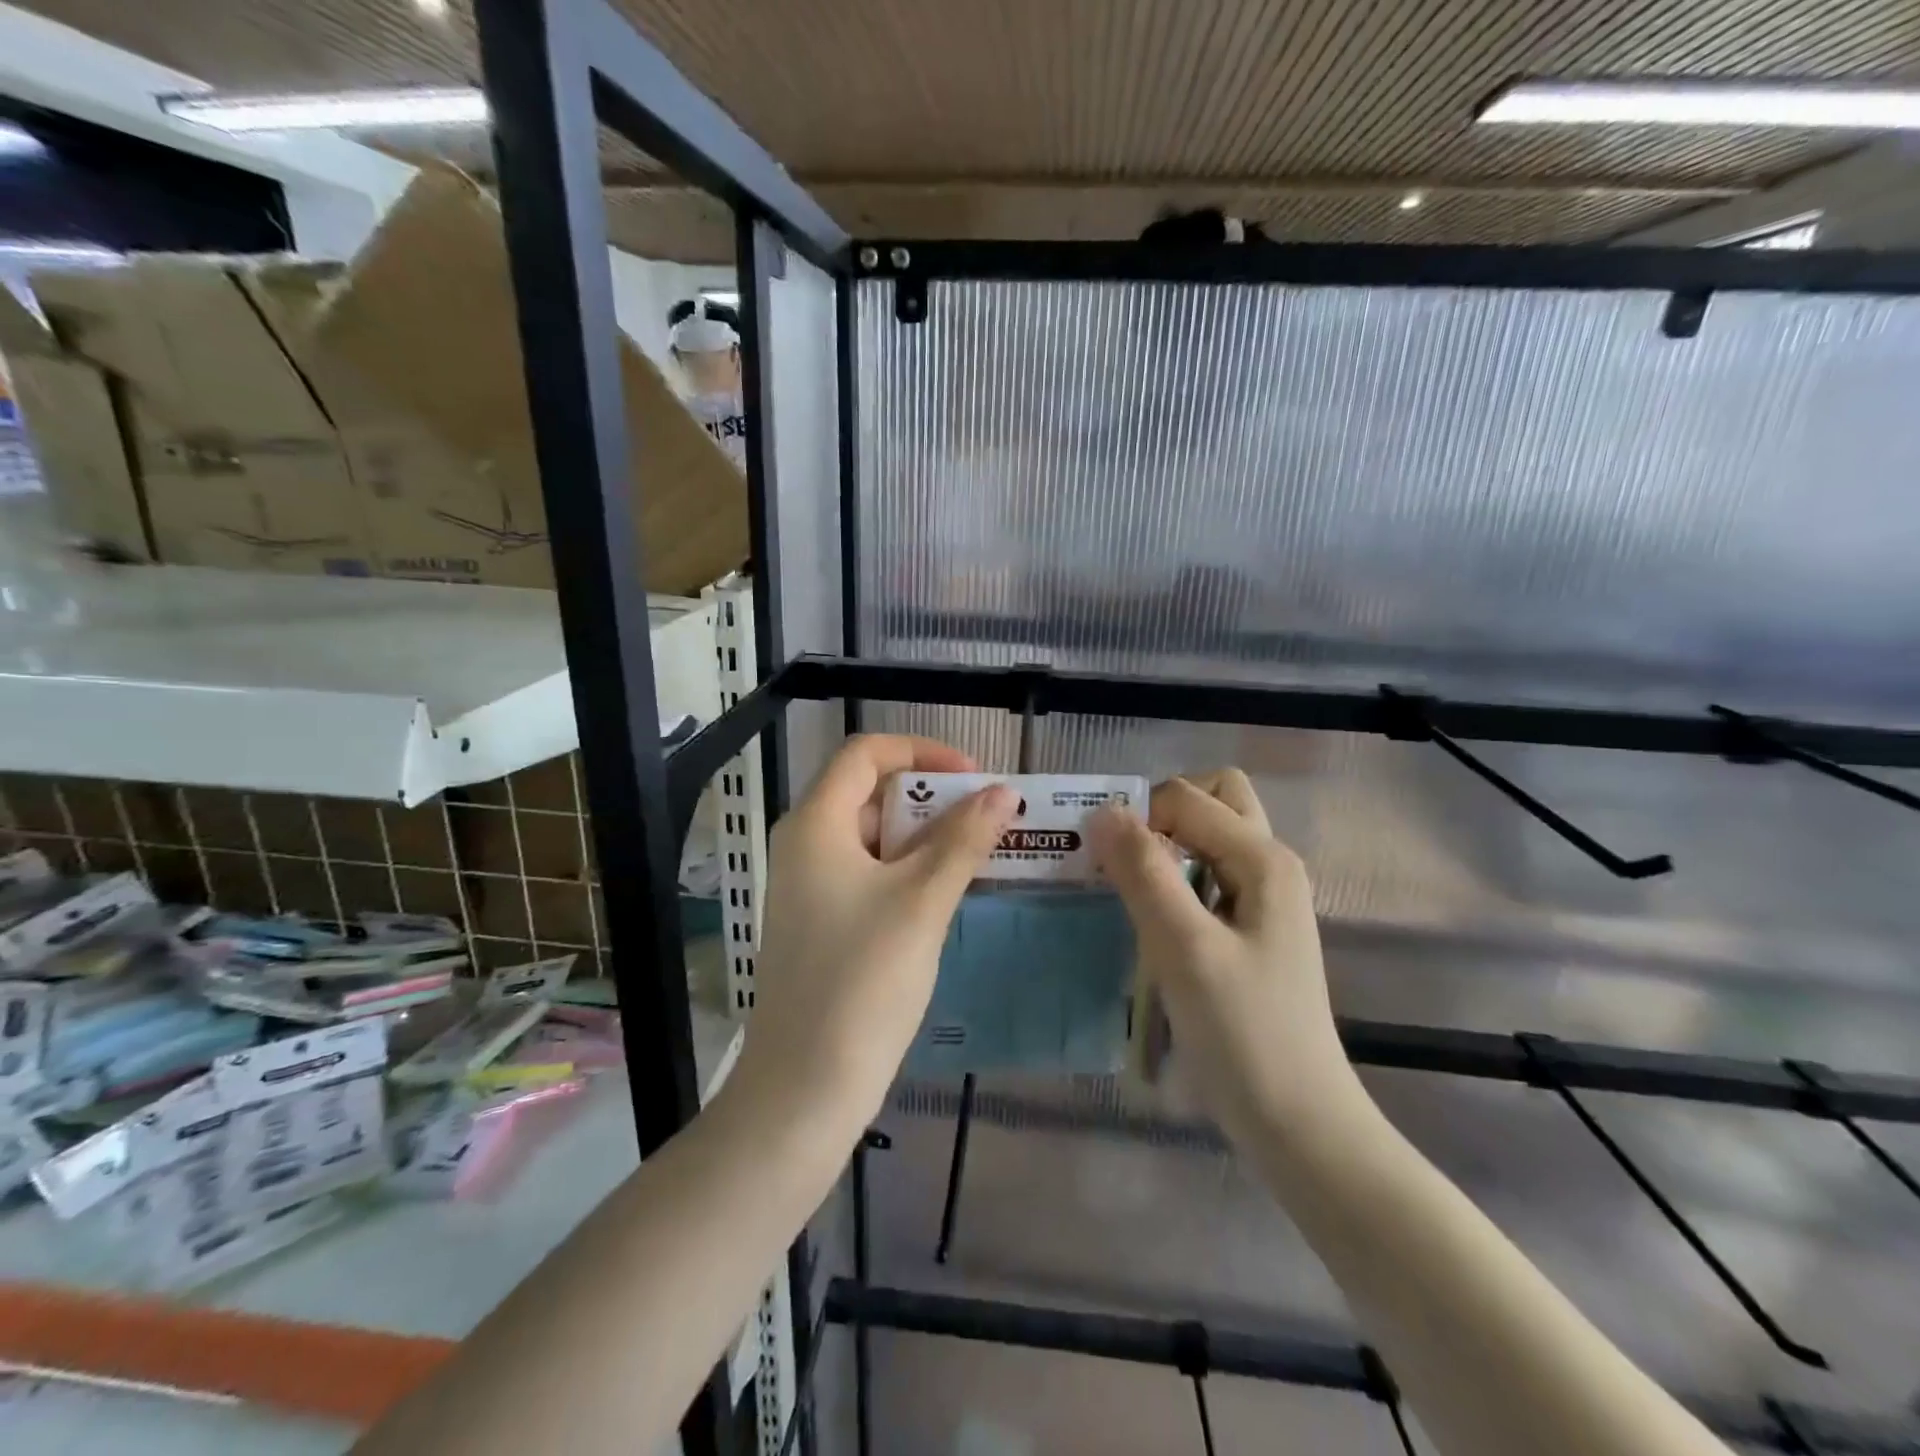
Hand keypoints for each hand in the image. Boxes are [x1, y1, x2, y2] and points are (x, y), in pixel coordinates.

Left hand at [735, 735, 1017, 1125]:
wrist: (805, 1087)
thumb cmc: (862, 980)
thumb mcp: (922, 901)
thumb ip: (964, 840)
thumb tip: (1004, 793)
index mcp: (816, 824)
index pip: (866, 754)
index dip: (922, 751)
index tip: (974, 775)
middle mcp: (805, 845)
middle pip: (871, 792)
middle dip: (932, 796)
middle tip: (987, 815)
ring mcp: (810, 887)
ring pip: (875, 837)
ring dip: (927, 836)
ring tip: (981, 850)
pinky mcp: (823, 922)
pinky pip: (870, 874)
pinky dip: (910, 870)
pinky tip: (950, 890)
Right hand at [1088, 770, 1358, 1137]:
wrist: (1298, 1122)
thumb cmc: (1243, 1033)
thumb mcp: (1185, 948)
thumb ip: (1144, 873)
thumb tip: (1103, 810)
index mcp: (1263, 858)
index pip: (1185, 798)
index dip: (1137, 817)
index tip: (1099, 863)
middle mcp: (1269, 865)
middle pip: (1211, 799)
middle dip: (1160, 813)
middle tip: (1123, 858)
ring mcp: (1263, 899)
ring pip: (1209, 838)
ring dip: (1165, 846)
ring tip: (1127, 886)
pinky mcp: (1250, 930)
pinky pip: (1207, 876)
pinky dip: (1173, 878)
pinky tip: (1150, 920)